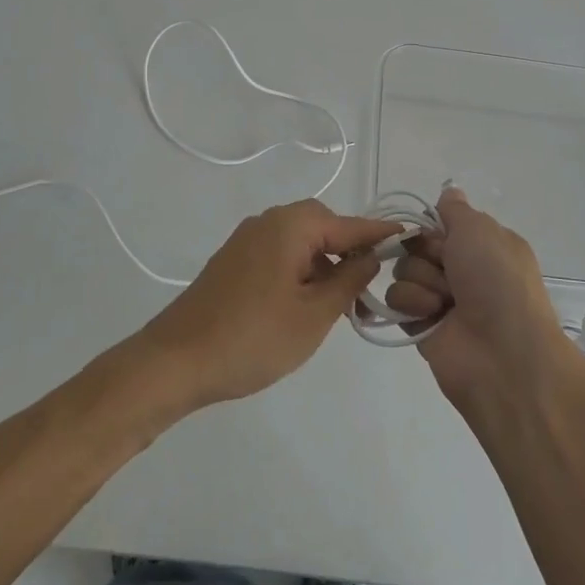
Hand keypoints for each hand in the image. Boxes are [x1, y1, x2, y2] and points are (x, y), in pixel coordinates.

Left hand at [137, 200, 401, 408]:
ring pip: (299, 242)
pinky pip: (278, 254)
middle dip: (348, 251)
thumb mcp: (314, 315)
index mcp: (290, 226)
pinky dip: (299, 271)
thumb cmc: (253, 338)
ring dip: (323, 264)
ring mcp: (245, 241)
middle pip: (322, 225)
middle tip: (367, 288)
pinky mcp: (232, 262)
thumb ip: (348, 280)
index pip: (348, 224)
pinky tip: (304, 304)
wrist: (175, 361)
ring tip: (339, 304)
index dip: (379, 234)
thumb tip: (370, 256)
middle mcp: (267, 222)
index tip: (409, 237)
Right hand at [386, 187, 584, 412]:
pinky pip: (396, 299)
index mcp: (484, 245)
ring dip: (422, 281)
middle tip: (448, 270)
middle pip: (418, 245)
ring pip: (404, 270)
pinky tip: (431, 316)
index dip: (436, 228)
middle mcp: (463, 270)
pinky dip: (412, 304)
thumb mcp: (480, 230)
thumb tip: (448, 192)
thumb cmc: (497, 282)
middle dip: (428, 254)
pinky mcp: (421, 325)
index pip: (442, 223)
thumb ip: (455, 210)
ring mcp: (441, 298)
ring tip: (444, 302)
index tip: (443, 237)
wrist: (503, 354)